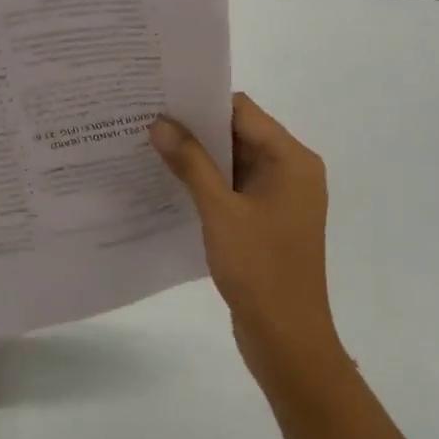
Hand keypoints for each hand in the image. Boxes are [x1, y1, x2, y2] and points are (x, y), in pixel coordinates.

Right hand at [149, 94, 346, 396]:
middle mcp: (291, 171)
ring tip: (150, 148)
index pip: (242, 111)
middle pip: (239, 133)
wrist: (287, 339)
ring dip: (198, 157)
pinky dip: (207, 182)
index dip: (201, 102)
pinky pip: (234, 187)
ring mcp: (280, 197)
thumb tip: (160, 123)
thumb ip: (190, 164)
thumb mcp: (220, 212)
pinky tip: (170, 184)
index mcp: (292, 160)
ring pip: (234, 161)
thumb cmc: (260, 269)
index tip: (159, 100)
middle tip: (146, 121)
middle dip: (195, 129)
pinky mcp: (268, 220)